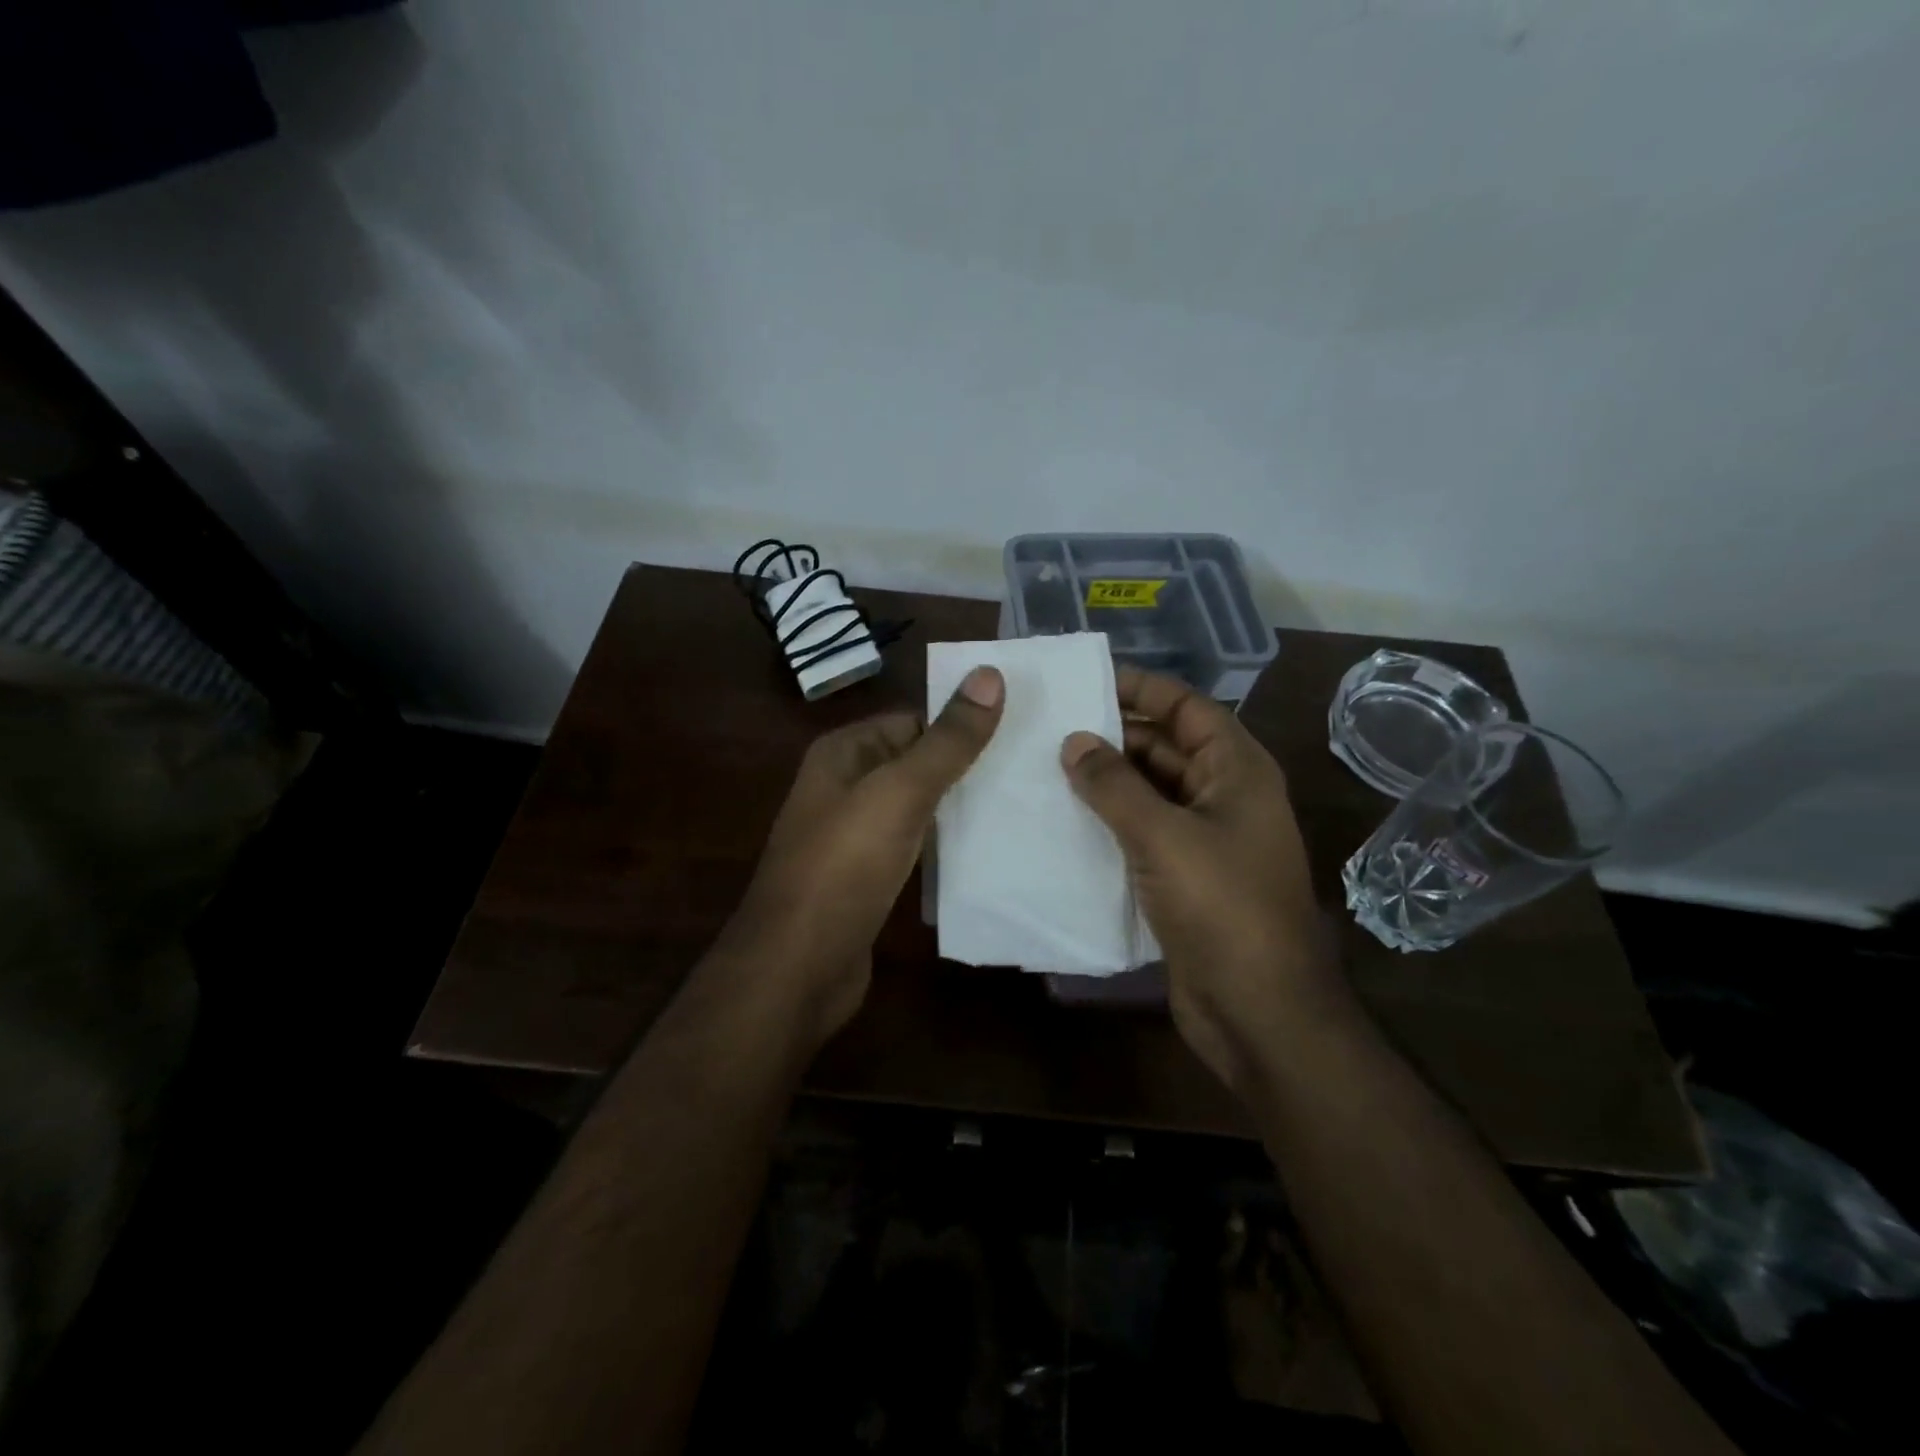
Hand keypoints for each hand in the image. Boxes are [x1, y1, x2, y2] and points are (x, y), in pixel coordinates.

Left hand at [717, 666, 1004, 1046]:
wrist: (798, 967)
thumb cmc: (844, 866)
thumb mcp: (900, 792)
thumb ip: (947, 740)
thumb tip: (989, 674)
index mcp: (842, 754)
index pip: (912, 721)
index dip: (960, 724)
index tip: (1019, 732)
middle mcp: (844, 787)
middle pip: (916, 763)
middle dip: (966, 767)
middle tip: (1031, 771)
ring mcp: (853, 836)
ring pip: (917, 807)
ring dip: (959, 807)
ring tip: (1022, 806)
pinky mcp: (867, 878)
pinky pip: (913, 846)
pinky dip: (945, 845)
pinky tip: (988, 852)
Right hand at [1060, 667, 1342, 1089]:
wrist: (1258, 1010)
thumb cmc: (1221, 908)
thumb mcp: (1163, 836)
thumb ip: (1115, 785)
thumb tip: (1074, 741)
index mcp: (1237, 770)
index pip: (1186, 708)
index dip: (1140, 688)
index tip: (1084, 681)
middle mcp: (1224, 796)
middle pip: (1165, 747)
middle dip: (1113, 735)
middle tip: (1048, 727)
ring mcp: (1205, 839)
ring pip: (1149, 792)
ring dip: (1105, 781)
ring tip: (1044, 768)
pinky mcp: (1184, 878)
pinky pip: (1142, 833)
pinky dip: (1108, 822)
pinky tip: (1063, 821)